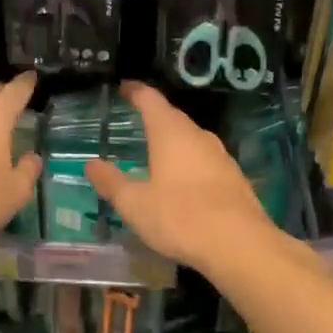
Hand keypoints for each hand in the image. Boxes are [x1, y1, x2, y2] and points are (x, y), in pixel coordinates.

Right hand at [85, 82, 275, 270]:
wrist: (241, 245)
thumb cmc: (180, 217)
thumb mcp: (134, 204)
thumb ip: (111, 182)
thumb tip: (91, 164)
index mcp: (171, 133)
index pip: (150, 100)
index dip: (135, 91)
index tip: (124, 87)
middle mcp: (198, 136)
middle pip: (174, 117)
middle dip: (155, 116)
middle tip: (137, 120)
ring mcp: (221, 156)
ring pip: (192, 139)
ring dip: (174, 141)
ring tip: (157, 151)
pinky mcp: (235, 178)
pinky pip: (205, 160)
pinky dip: (190, 162)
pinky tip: (183, 181)